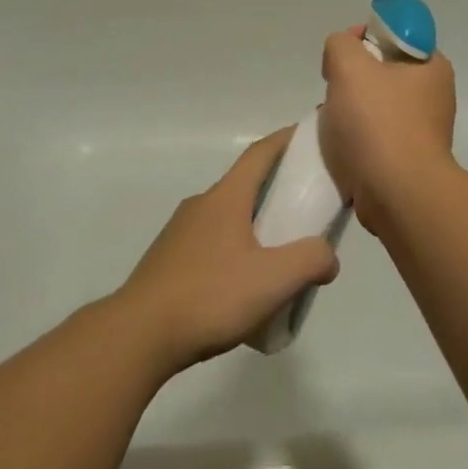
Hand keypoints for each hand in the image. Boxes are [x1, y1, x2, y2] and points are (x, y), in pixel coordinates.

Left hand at [117, 128, 339, 371]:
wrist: (140, 334)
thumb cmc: (209, 296)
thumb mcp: (272, 280)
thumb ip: (309, 261)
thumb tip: (328, 256)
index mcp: (226, 198)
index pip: (260, 153)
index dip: (285, 140)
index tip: (309, 134)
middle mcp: (201, 205)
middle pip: (245, 185)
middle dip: (276, 189)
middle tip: (307, 208)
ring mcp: (181, 232)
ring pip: (228, 217)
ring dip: (255, 224)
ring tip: (280, 255)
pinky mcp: (169, 260)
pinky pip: (212, 243)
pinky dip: (235, 250)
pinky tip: (244, 286)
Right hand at [319, 28, 458, 228]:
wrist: (397, 195)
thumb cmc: (378, 122)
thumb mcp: (349, 65)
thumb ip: (340, 44)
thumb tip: (342, 54)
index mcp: (433, 66)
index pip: (395, 34)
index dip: (364, 37)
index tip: (343, 56)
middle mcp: (435, 95)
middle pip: (382, 70)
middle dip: (352, 78)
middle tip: (335, 90)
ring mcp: (424, 130)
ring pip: (376, 105)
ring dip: (350, 110)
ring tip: (334, 122)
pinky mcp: (410, 159)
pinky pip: (376, 136)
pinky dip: (357, 138)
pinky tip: (342, 146)